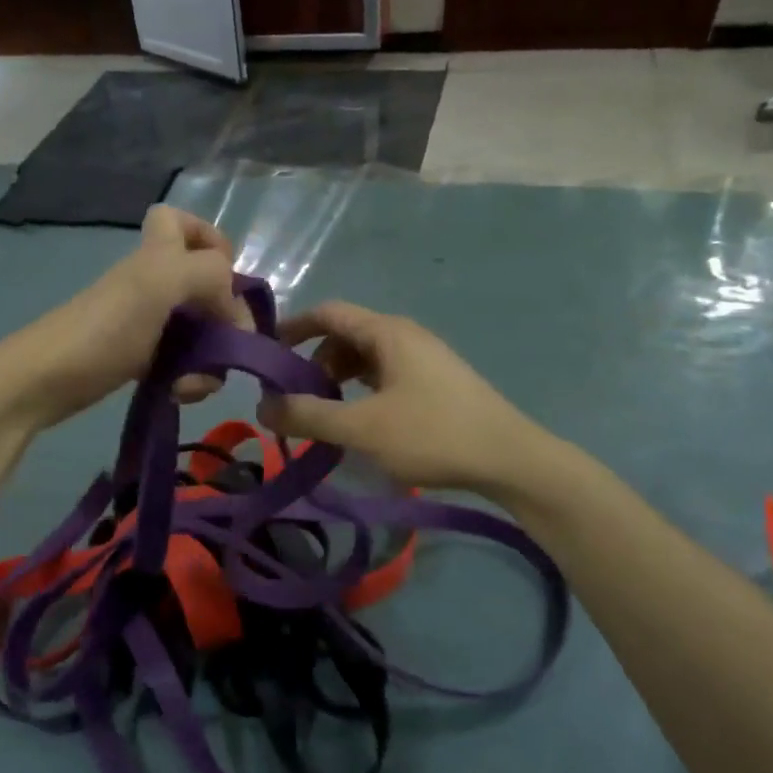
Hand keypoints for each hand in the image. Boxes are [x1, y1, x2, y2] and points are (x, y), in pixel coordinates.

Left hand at [0, 206, 246, 431]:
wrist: (44, 381)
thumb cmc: (102, 329)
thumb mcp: (158, 285)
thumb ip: (207, 274)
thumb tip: (233, 305)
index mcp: (157, 256)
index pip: (183, 222)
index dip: (210, 239)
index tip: (227, 277)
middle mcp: (154, 283)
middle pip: (205, 288)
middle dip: (225, 319)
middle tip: (227, 346)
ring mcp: (147, 323)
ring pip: (199, 332)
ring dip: (211, 359)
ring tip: (195, 384)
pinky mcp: (140, 360)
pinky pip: (181, 364)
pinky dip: (189, 380)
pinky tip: (179, 394)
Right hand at [256, 302, 579, 501]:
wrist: (510, 459)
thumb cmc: (432, 435)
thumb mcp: (362, 428)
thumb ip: (309, 416)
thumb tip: (262, 408)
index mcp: (387, 333)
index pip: (328, 312)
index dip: (292, 327)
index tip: (266, 354)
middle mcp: (405, 336)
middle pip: (345, 337)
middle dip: (313, 363)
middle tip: (294, 399)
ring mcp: (424, 359)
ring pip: (365, 359)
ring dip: (337, 381)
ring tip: (324, 416)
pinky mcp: (435, 383)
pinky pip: (385, 376)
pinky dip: (361, 392)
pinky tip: (360, 422)